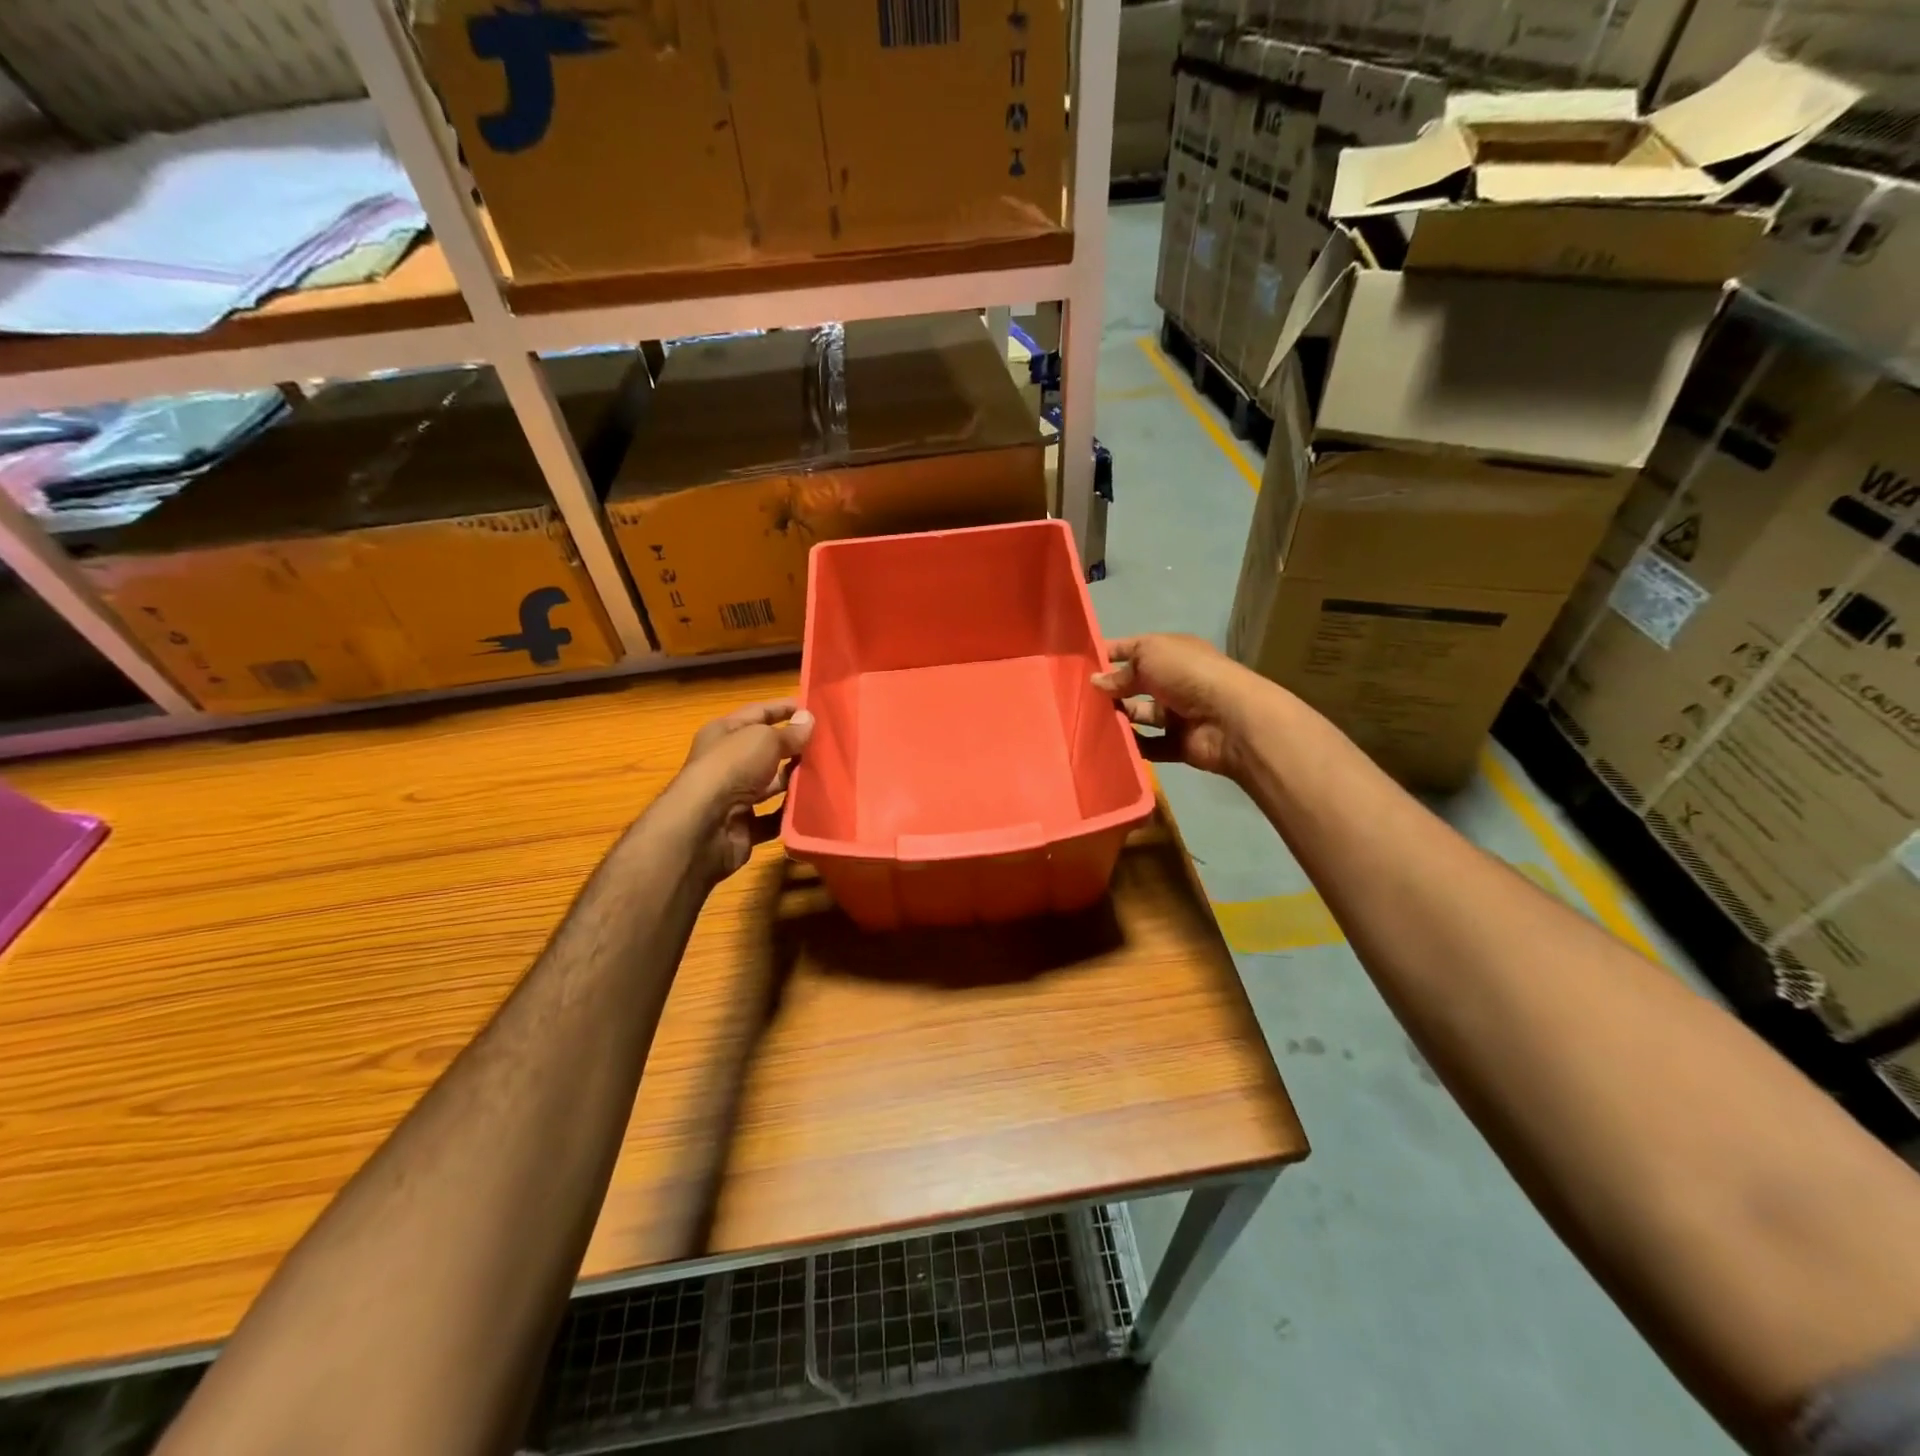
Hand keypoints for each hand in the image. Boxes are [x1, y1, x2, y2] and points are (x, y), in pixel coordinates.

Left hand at [670, 700, 813, 880]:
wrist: (704, 827)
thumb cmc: (731, 768)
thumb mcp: (764, 740)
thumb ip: (789, 733)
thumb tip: (808, 719)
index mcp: (724, 733)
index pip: (758, 713)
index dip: (784, 708)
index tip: (814, 708)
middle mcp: (727, 762)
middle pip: (766, 750)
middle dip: (795, 747)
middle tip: (829, 744)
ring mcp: (735, 796)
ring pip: (771, 784)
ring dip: (795, 780)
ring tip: (828, 774)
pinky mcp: (744, 825)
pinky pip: (773, 817)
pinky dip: (790, 813)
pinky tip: (814, 806)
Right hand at [1091, 634, 1264, 779]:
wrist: (1230, 719)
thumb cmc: (1188, 675)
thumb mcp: (1149, 657)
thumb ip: (1120, 671)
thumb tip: (1096, 682)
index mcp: (1171, 652)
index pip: (1133, 649)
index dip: (1108, 654)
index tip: (1078, 665)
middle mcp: (1174, 680)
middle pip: (1134, 684)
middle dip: (1110, 690)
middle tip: (1077, 698)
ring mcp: (1177, 713)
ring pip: (1139, 715)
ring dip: (1118, 718)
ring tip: (1088, 722)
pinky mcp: (1178, 744)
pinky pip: (1148, 745)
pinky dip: (1132, 745)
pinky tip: (1108, 744)